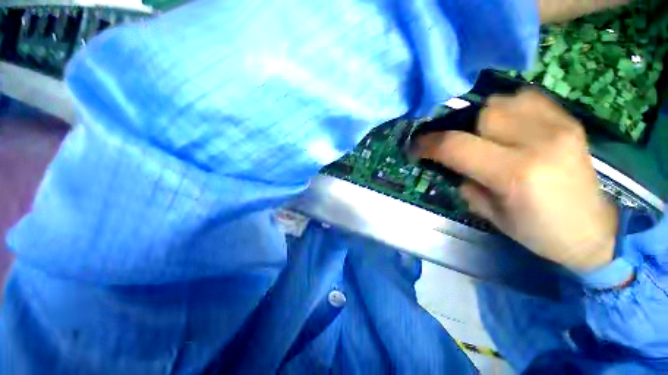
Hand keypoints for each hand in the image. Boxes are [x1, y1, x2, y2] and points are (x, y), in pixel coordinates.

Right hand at [416, 90, 617, 269]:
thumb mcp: (489, 213)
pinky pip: (526, 97)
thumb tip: (448, 160)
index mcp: (513, 173)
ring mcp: (558, 125)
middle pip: (480, 114)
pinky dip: (506, 106)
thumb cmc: (538, 231)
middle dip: (457, 127)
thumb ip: (465, 181)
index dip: (427, 144)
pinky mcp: (569, 120)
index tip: (415, 147)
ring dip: (480, 116)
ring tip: (480, 133)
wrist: (594, 229)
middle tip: (453, 143)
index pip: (455, 146)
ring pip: (501, 101)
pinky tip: (506, 123)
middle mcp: (537, 141)